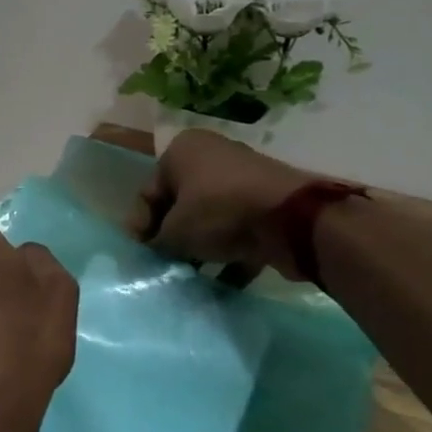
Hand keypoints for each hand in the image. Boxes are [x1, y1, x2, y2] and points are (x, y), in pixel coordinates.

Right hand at [128, 130, 329, 287]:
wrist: (293, 219)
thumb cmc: (219, 212)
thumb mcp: (174, 231)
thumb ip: (156, 241)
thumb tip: (155, 249)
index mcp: (181, 150)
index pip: (148, 192)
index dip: (139, 226)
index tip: (138, 254)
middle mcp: (211, 156)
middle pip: (180, 204)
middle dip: (171, 237)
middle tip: (163, 265)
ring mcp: (242, 178)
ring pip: (210, 217)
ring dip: (199, 247)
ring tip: (190, 276)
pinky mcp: (268, 203)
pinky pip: (238, 229)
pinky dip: (229, 252)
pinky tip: (221, 281)